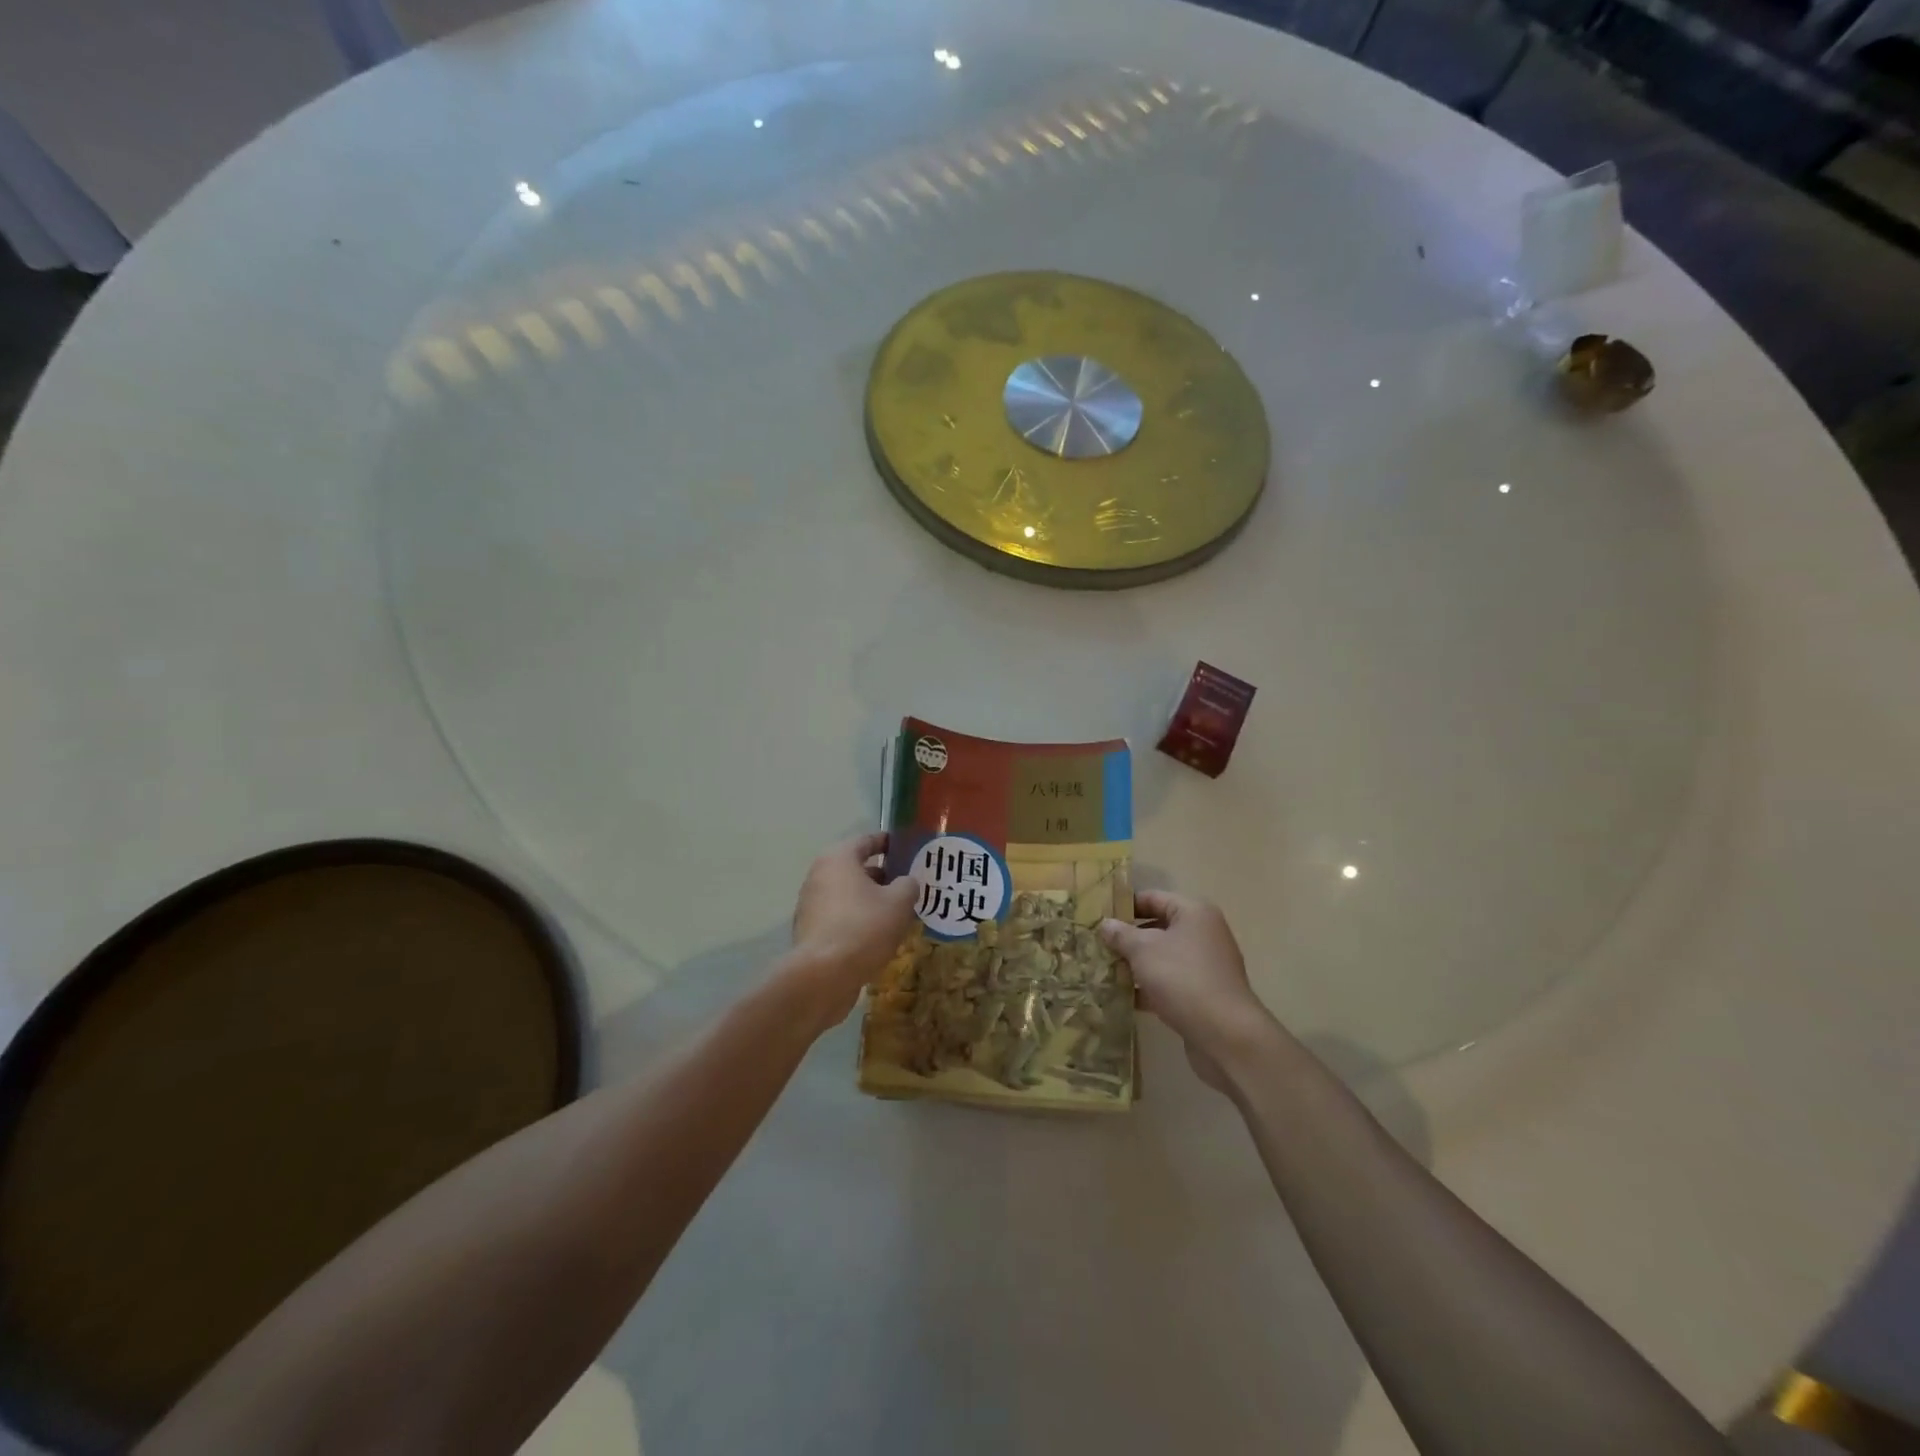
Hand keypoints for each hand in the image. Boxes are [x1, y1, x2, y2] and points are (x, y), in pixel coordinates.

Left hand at [787, 833, 918, 1022]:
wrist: (823, 976)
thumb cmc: (863, 927)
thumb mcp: (899, 903)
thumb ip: (908, 885)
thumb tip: (907, 882)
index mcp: (838, 859)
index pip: (866, 840)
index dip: (888, 843)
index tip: (907, 848)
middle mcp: (819, 876)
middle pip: (856, 868)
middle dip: (882, 876)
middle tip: (908, 884)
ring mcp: (811, 905)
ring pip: (848, 895)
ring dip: (871, 900)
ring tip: (898, 912)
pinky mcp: (811, 932)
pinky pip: (840, 917)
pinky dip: (858, 920)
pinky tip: (878, 935)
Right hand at [1099, 890, 1272, 1091]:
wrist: (1225, 1035)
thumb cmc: (1182, 978)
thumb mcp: (1143, 951)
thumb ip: (1121, 934)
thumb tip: (1106, 924)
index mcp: (1194, 913)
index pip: (1153, 898)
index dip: (1125, 905)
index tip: (1098, 916)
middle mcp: (1203, 935)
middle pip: (1158, 928)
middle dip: (1128, 938)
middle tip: (1096, 944)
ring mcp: (1205, 966)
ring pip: (1162, 958)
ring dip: (1136, 964)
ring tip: (1103, 970)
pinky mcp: (1203, 995)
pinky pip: (1169, 983)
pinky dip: (1148, 988)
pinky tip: (1122, 997)